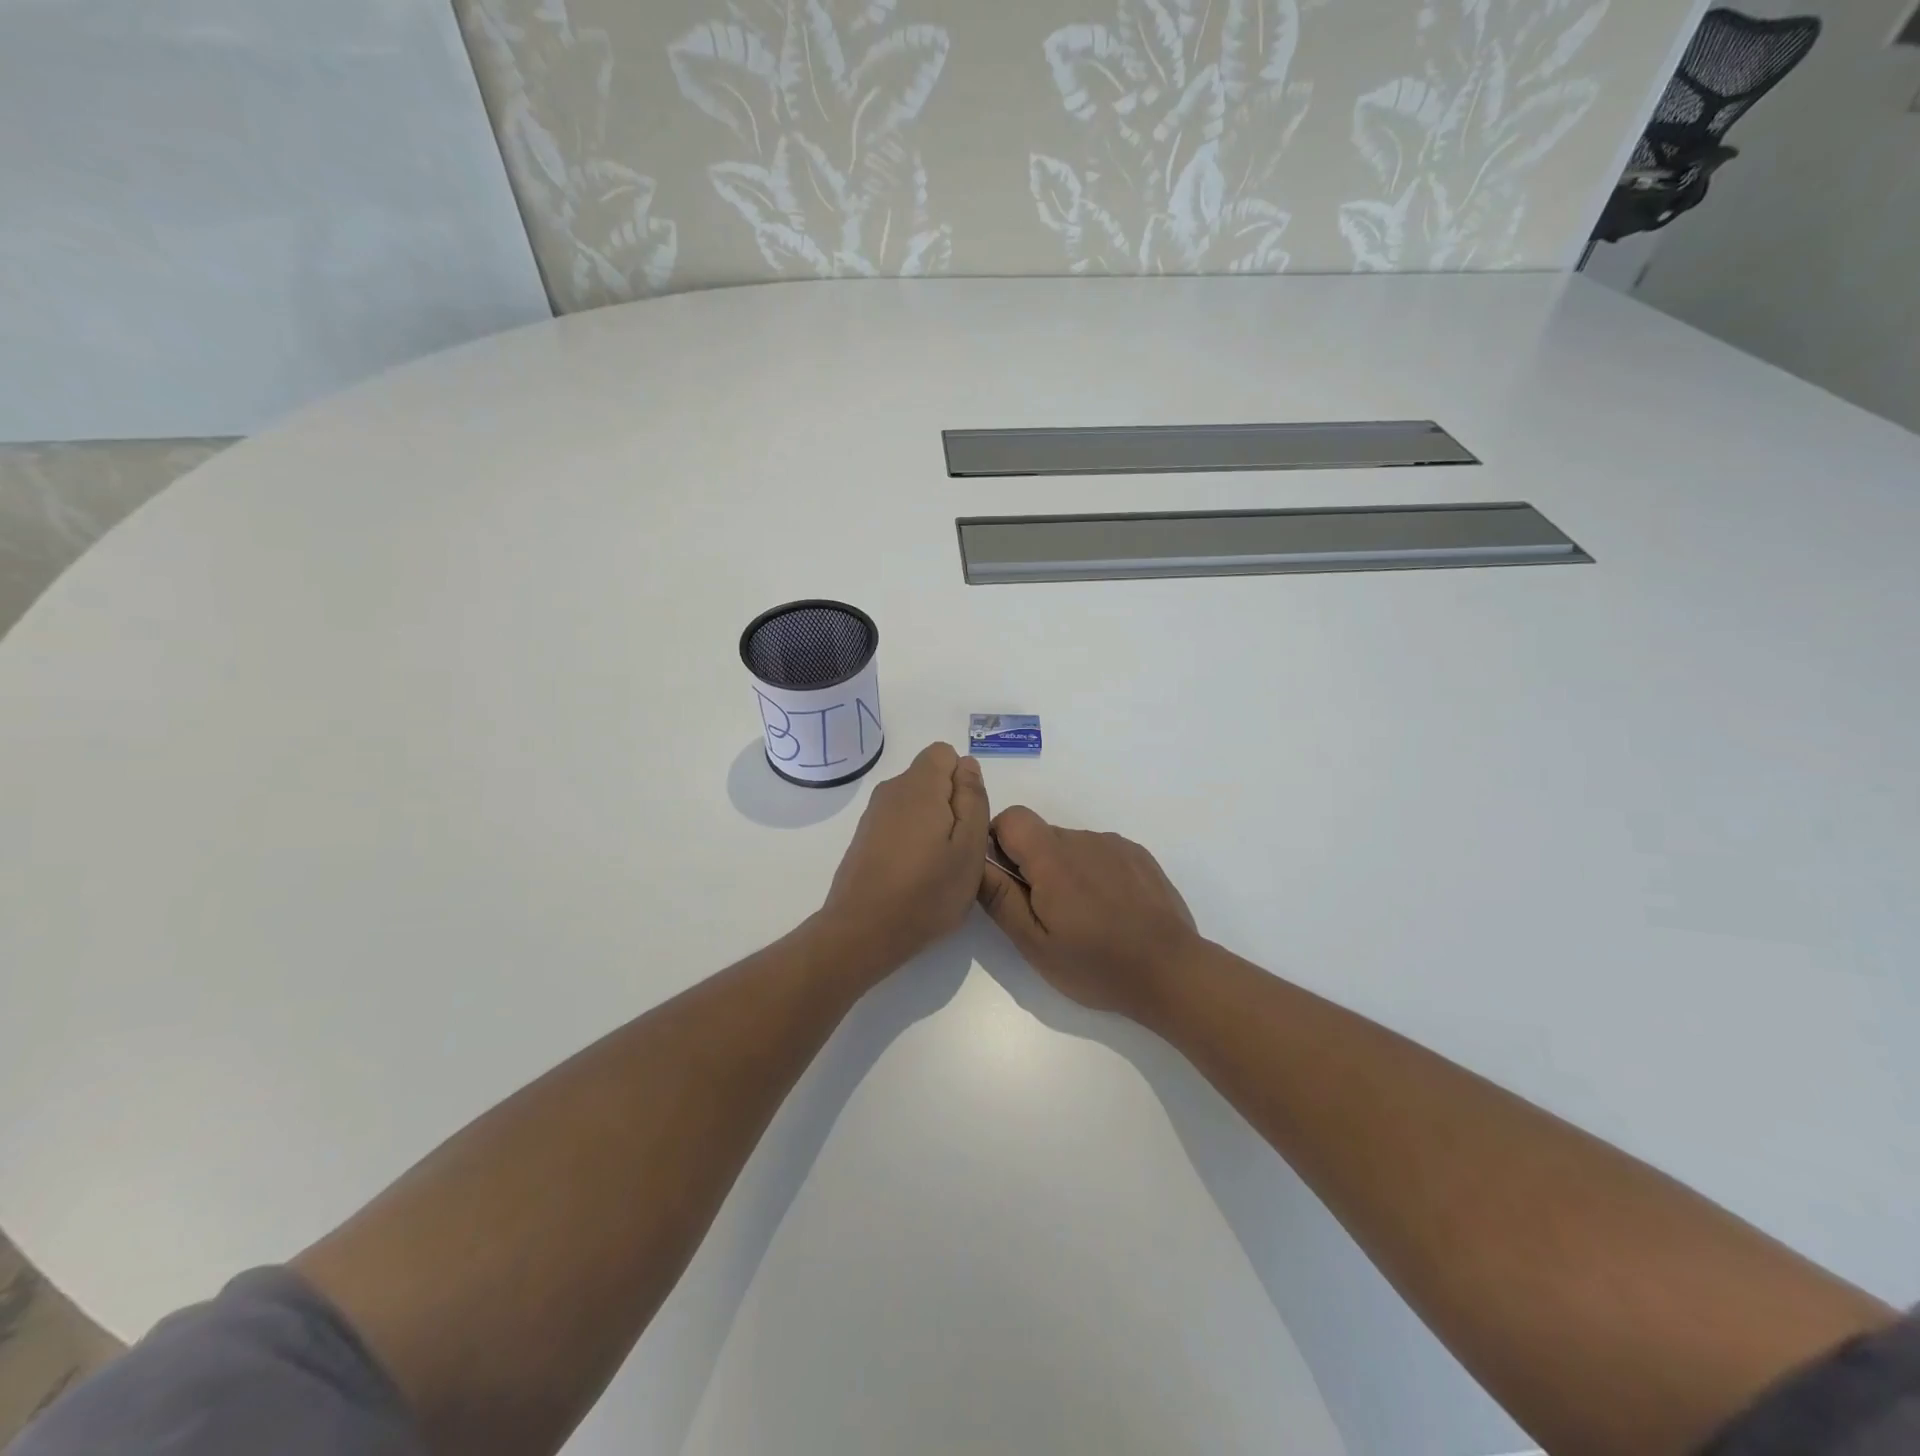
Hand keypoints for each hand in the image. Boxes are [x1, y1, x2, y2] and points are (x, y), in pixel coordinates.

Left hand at [818, 742, 990, 972]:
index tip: (967, 820)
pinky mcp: (864, 837)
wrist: (863, 932)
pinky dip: (912, 840)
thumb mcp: (970, 847)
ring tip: (937, 866)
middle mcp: (891, 790)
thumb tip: (967, 765)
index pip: (945, 753)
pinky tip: (914, 875)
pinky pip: (898, 823)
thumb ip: (973, 799)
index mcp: (919, 785)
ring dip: (932, 824)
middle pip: (930, 777)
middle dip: (950, 803)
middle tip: (958, 848)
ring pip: (915, 802)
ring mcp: (874, 814)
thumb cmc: (927, 891)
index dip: (963, 781)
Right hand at [977, 806, 1201, 1019]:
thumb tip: (974, 864)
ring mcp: (1115, 845)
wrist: (1172, 971)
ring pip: (1071, 845)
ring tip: (1083, 917)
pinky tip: (1110, 910)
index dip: (999, 842)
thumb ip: (1000, 899)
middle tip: (1046, 913)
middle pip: (1041, 834)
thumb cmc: (1096, 964)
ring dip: (1065, 870)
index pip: (1011, 817)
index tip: (1008, 880)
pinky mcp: (1139, 855)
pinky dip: (1094, 873)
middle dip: (1033, 864)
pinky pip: (1101, 853)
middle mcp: (1083, 839)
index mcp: (1052, 857)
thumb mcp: (1035, 944)